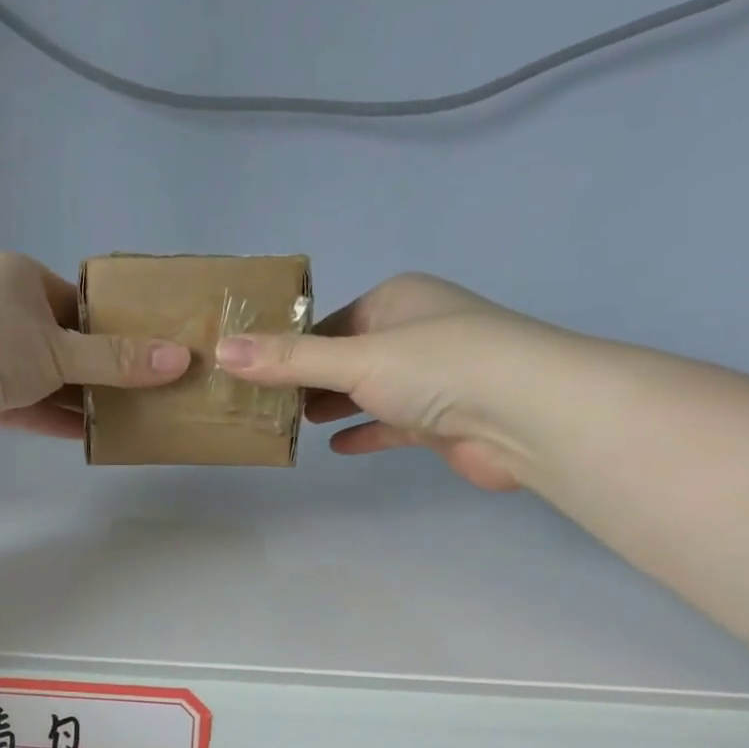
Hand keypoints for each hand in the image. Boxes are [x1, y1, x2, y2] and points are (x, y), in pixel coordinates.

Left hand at [0, 253, 189, 453]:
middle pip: (67, 345)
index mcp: (23, 283)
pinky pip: (29, 408)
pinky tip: (94, 436)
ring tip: (133, 418)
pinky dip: (57, 421)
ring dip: (83, 401)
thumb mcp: (59, 349)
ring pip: (49, 381)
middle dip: (105, 370)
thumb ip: (116, 360)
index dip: (117, 329)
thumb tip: (179, 360)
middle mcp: (6, 315)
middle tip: (152, 392)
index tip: (153, 354)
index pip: (81, 305)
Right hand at [214, 272, 570, 490]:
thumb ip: (290, 360)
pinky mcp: (439, 421)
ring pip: (368, 391)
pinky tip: (336, 447)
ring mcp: (430, 378)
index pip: (331, 321)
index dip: (292, 346)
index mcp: (397, 300)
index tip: (254, 372)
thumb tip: (223, 350)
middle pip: (347, 357)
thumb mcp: (355, 359)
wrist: (525, 416)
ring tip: (289, 423)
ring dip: (333, 406)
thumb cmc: (438, 368)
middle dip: (308, 379)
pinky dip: (364, 431)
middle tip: (262, 403)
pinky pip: (390, 424)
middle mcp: (414, 333)